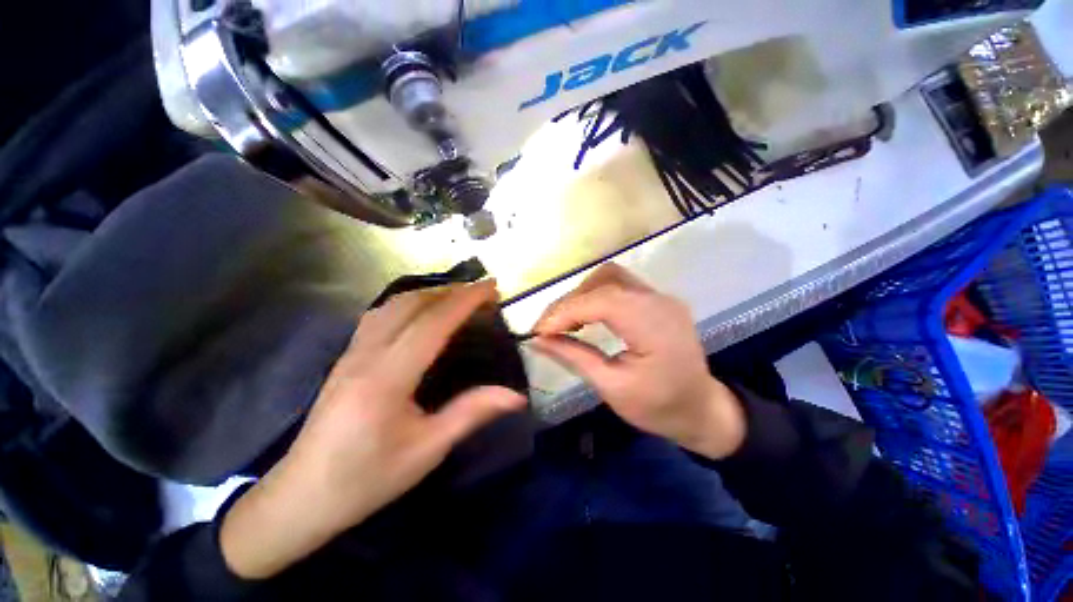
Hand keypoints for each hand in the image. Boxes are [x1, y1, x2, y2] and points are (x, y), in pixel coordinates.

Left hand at [220, 281, 526, 578]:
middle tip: (482, 292)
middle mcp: (366, 354)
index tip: (492, 287)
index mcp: (387, 377)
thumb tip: (516, 396)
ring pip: (392, 304)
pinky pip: (380, 315)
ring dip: (430, 293)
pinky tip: (422, 312)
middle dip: (451, 291)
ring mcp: (351, 352)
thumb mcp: (427, 450)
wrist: (301, 498)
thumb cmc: (367, 479)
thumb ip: (471, 413)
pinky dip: (409, 302)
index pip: (433, 323)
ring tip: (459, 297)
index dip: (466, 300)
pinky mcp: (346, 357)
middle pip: (411, 304)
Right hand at [531, 263, 744, 460]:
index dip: (564, 311)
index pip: (601, 300)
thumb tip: (537, 340)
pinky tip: (586, 317)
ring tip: (565, 322)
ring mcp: (661, 297)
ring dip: (582, 295)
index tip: (538, 331)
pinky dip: (596, 297)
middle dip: (570, 301)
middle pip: (604, 280)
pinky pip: (620, 286)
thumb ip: (574, 357)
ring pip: (611, 277)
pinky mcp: (657, 301)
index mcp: (654, 325)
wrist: (702, 410)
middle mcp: (659, 301)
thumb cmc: (659, 407)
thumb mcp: (612, 387)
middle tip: (549, 328)